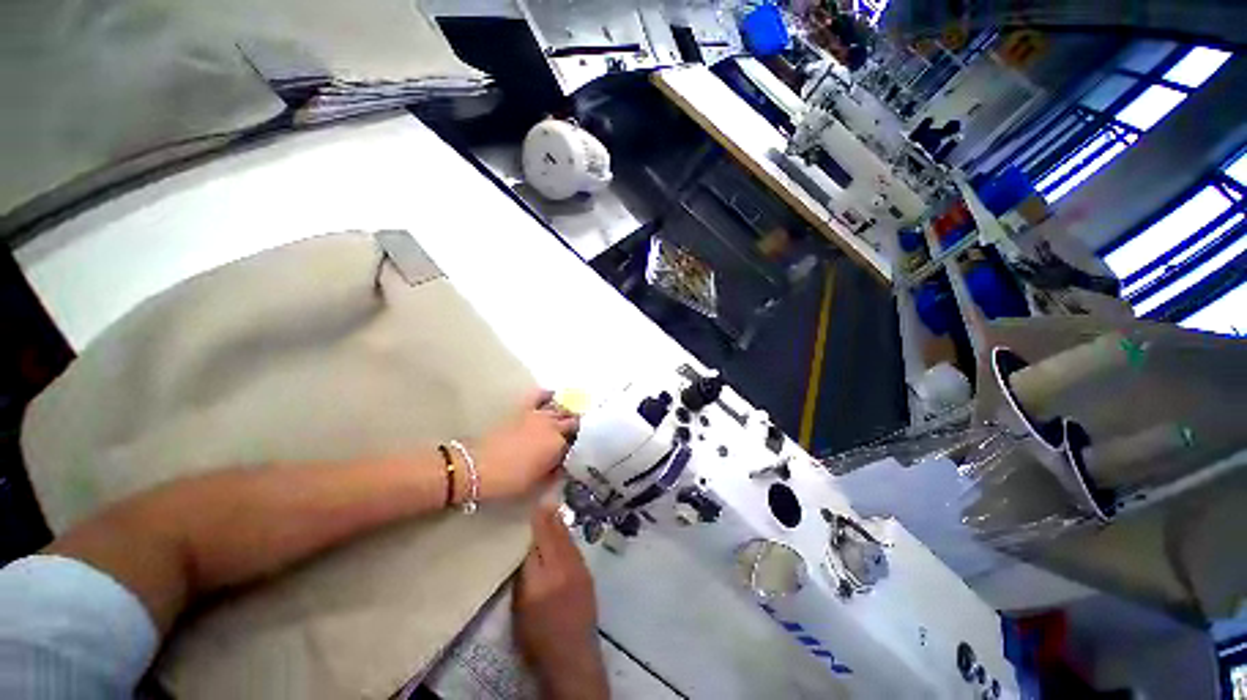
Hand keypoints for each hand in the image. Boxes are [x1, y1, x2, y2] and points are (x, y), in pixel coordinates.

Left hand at [474, 390, 578, 500]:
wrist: (478, 467)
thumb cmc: (510, 480)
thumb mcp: (538, 482)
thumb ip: (556, 471)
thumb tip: (564, 466)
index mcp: (559, 444)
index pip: (578, 441)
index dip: (579, 446)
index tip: (579, 451)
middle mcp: (553, 425)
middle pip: (572, 421)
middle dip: (576, 428)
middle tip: (576, 436)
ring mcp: (538, 415)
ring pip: (560, 408)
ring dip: (566, 413)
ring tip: (569, 418)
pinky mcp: (523, 409)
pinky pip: (540, 396)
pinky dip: (548, 395)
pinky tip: (554, 396)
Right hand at [514, 504, 607, 699]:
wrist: (572, 656)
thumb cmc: (537, 636)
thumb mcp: (521, 606)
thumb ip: (524, 572)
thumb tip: (526, 544)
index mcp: (541, 579)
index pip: (537, 541)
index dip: (535, 521)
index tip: (533, 503)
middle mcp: (562, 569)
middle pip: (554, 535)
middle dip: (549, 517)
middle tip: (544, 499)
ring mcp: (578, 570)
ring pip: (567, 539)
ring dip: (560, 524)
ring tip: (553, 510)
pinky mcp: (588, 575)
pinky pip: (575, 548)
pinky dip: (568, 537)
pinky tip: (564, 532)